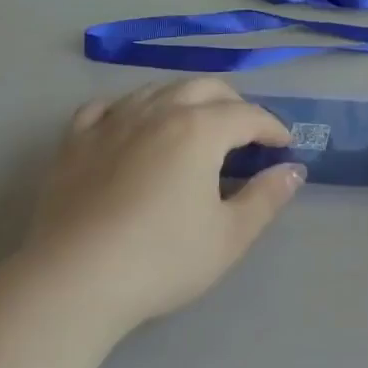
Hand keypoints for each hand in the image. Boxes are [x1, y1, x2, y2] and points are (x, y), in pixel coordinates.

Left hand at [25, 79, 303, 334]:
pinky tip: (129, 126)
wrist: (74, 280)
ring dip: (184, 99)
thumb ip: (266, 198)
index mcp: (199, 128)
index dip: (272, 127)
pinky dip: (127, 110)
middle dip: (233, 103)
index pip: (247, 114)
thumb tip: (293, 170)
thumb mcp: (228, 237)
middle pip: (205, 87)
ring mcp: (113, 120)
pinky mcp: (75, 140)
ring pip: (157, 89)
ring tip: (193, 125)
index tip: (284, 146)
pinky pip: (106, 107)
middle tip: (245, 133)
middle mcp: (158, 110)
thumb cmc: (161, 259)